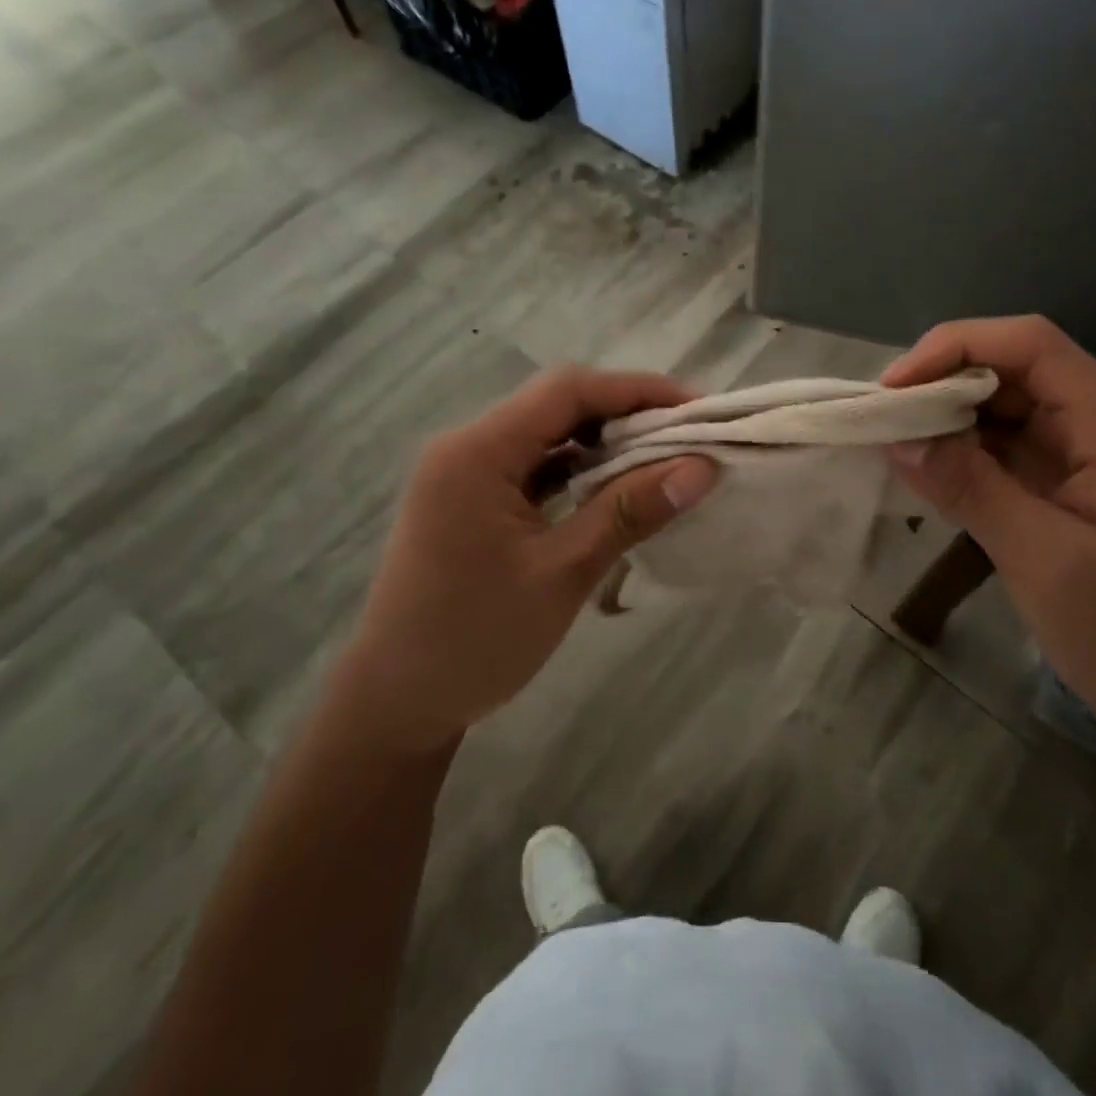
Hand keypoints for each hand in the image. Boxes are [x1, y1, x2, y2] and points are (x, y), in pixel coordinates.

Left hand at [349, 366, 717, 753]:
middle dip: (624, 413)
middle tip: (686, 435)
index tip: (695, 408)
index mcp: (478, 452)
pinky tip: (613, 488)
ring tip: (661, 458)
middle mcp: (466, 447)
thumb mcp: (562, 574)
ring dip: (602, 442)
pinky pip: (532, 466)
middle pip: (556, 405)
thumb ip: (629, 511)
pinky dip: (576, 470)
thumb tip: (700, 468)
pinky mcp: (470, 500)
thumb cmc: (476, 640)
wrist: (395, 705)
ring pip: (546, 435)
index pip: (567, 391)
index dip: (636, 390)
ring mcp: (464, 474)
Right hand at [883, 316, 1095, 750]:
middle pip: (1014, 370)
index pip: (1031, 346)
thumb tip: (897, 436)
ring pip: (1004, 409)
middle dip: (944, 382)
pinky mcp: (1064, 489)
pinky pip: (1004, 451)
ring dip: (947, 419)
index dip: (957, 347)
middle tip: (882, 418)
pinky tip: (925, 470)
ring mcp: (1084, 458)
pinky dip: (960, 454)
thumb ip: (971, 488)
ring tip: (892, 441)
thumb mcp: (1046, 561)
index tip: (894, 388)